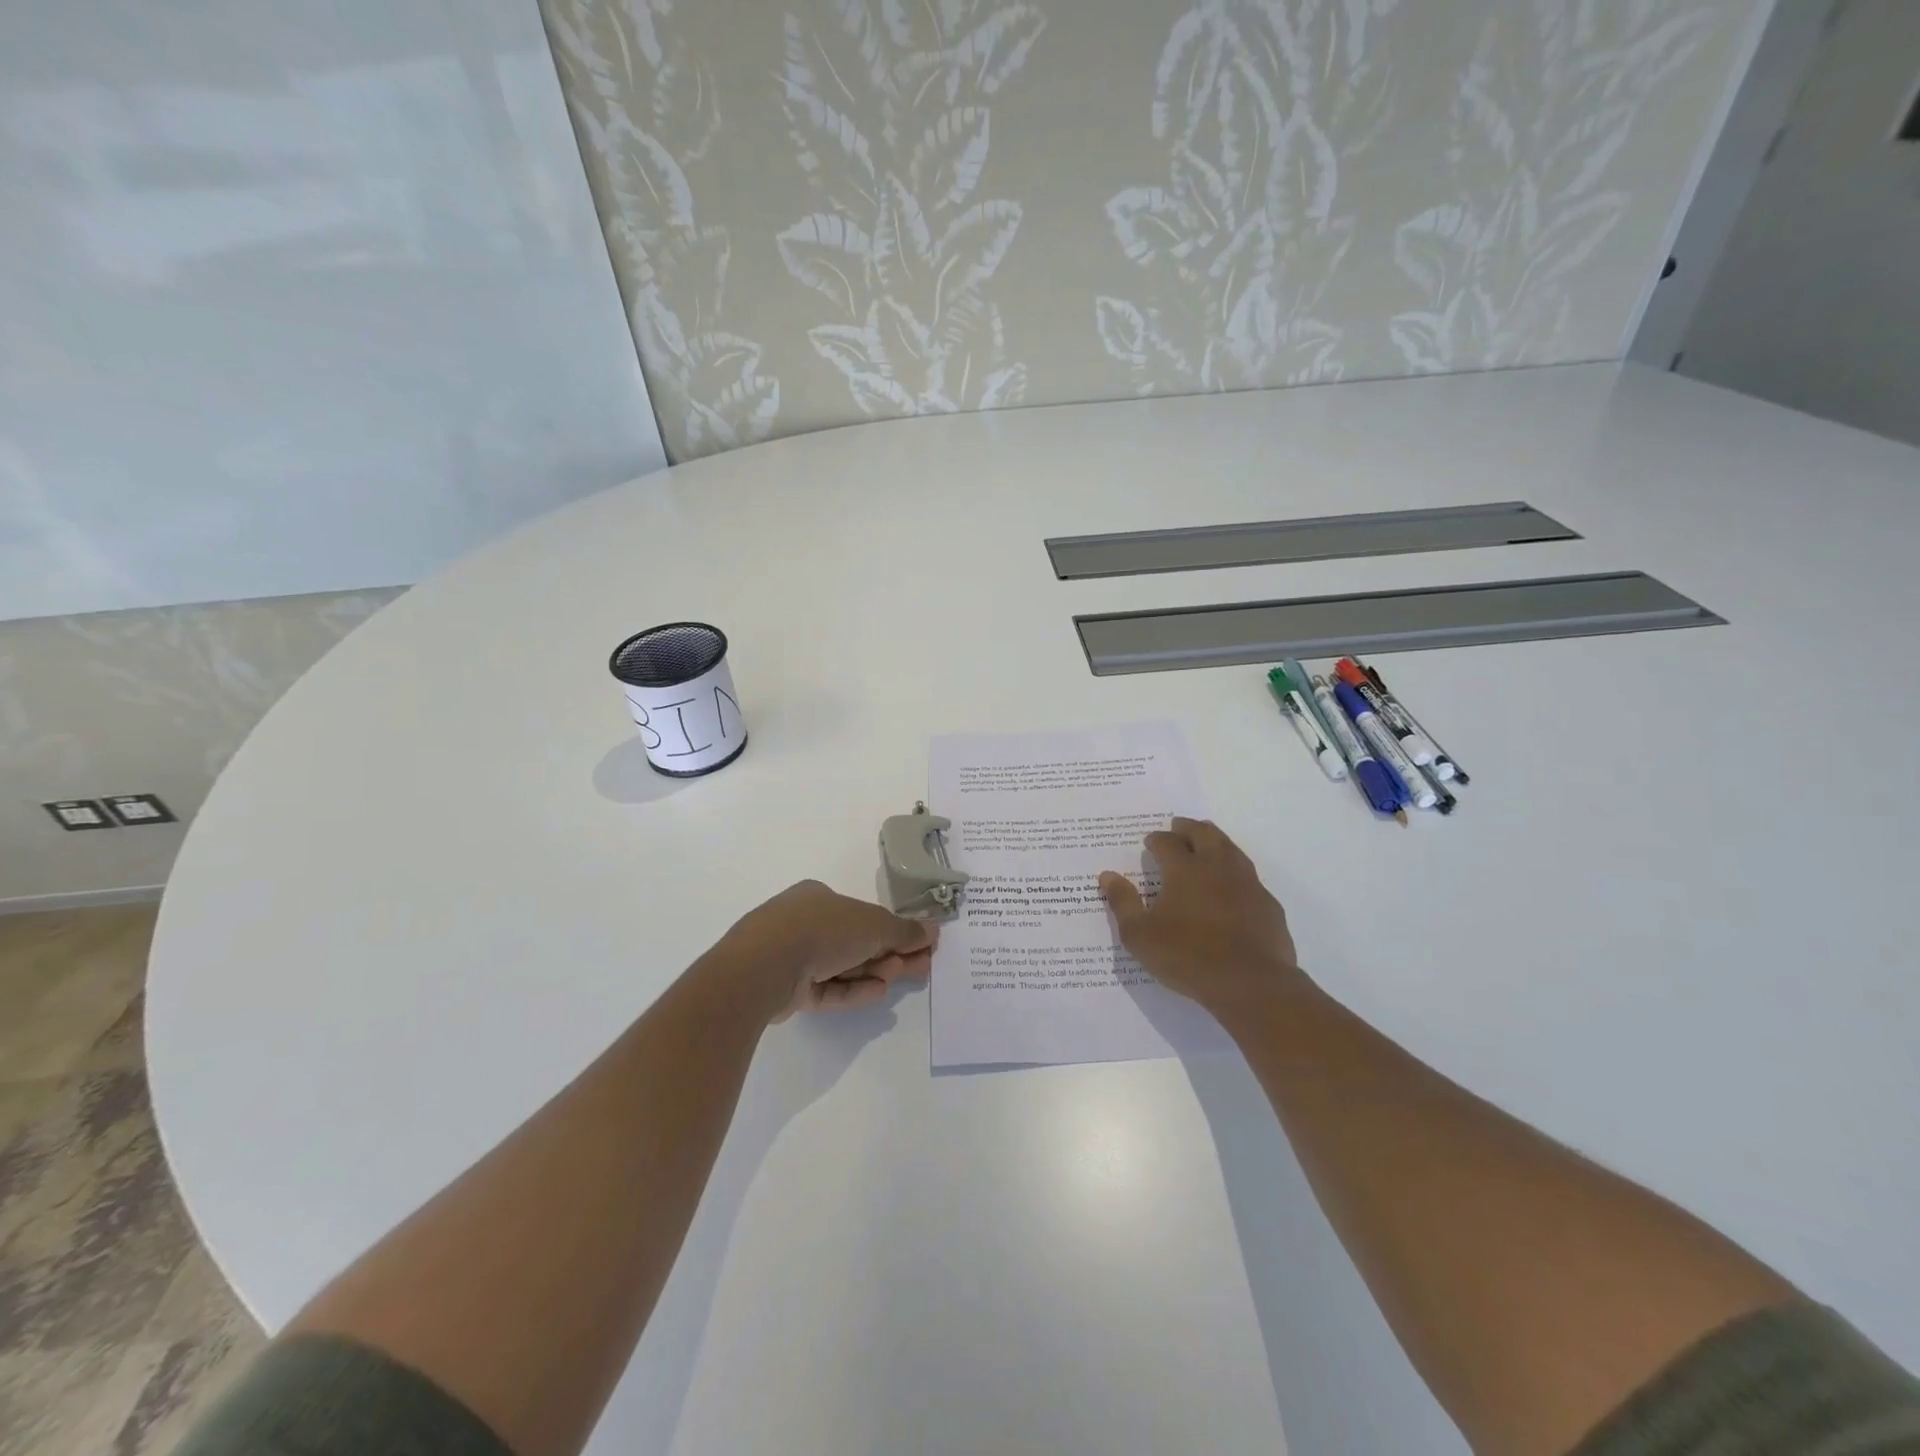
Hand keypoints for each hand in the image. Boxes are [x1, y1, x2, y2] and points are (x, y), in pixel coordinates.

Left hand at [712, 880, 936, 1023]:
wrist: (764, 966)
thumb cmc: (822, 929)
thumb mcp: (873, 925)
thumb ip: (904, 931)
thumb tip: (933, 930)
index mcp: (818, 898)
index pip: (862, 914)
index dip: (893, 930)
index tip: (919, 945)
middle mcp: (803, 923)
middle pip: (855, 941)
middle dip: (889, 954)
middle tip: (921, 966)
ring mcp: (792, 957)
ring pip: (842, 966)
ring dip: (873, 970)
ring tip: (900, 977)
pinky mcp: (786, 989)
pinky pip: (826, 988)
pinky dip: (852, 989)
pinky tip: (878, 992)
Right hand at [1098, 817, 1302, 1014]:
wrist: (1251, 984)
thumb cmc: (1188, 957)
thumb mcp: (1140, 935)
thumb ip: (1123, 902)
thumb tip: (1107, 875)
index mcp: (1184, 870)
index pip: (1167, 843)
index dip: (1157, 839)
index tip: (1150, 841)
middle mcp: (1217, 867)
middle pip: (1204, 834)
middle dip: (1188, 827)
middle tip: (1179, 826)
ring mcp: (1247, 884)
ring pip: (1231, 849)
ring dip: (1216, 840)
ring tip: (1207, 841)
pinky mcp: (1268, 904)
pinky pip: (1249, 877)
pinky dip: (1236, 871)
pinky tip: (1233, 883)